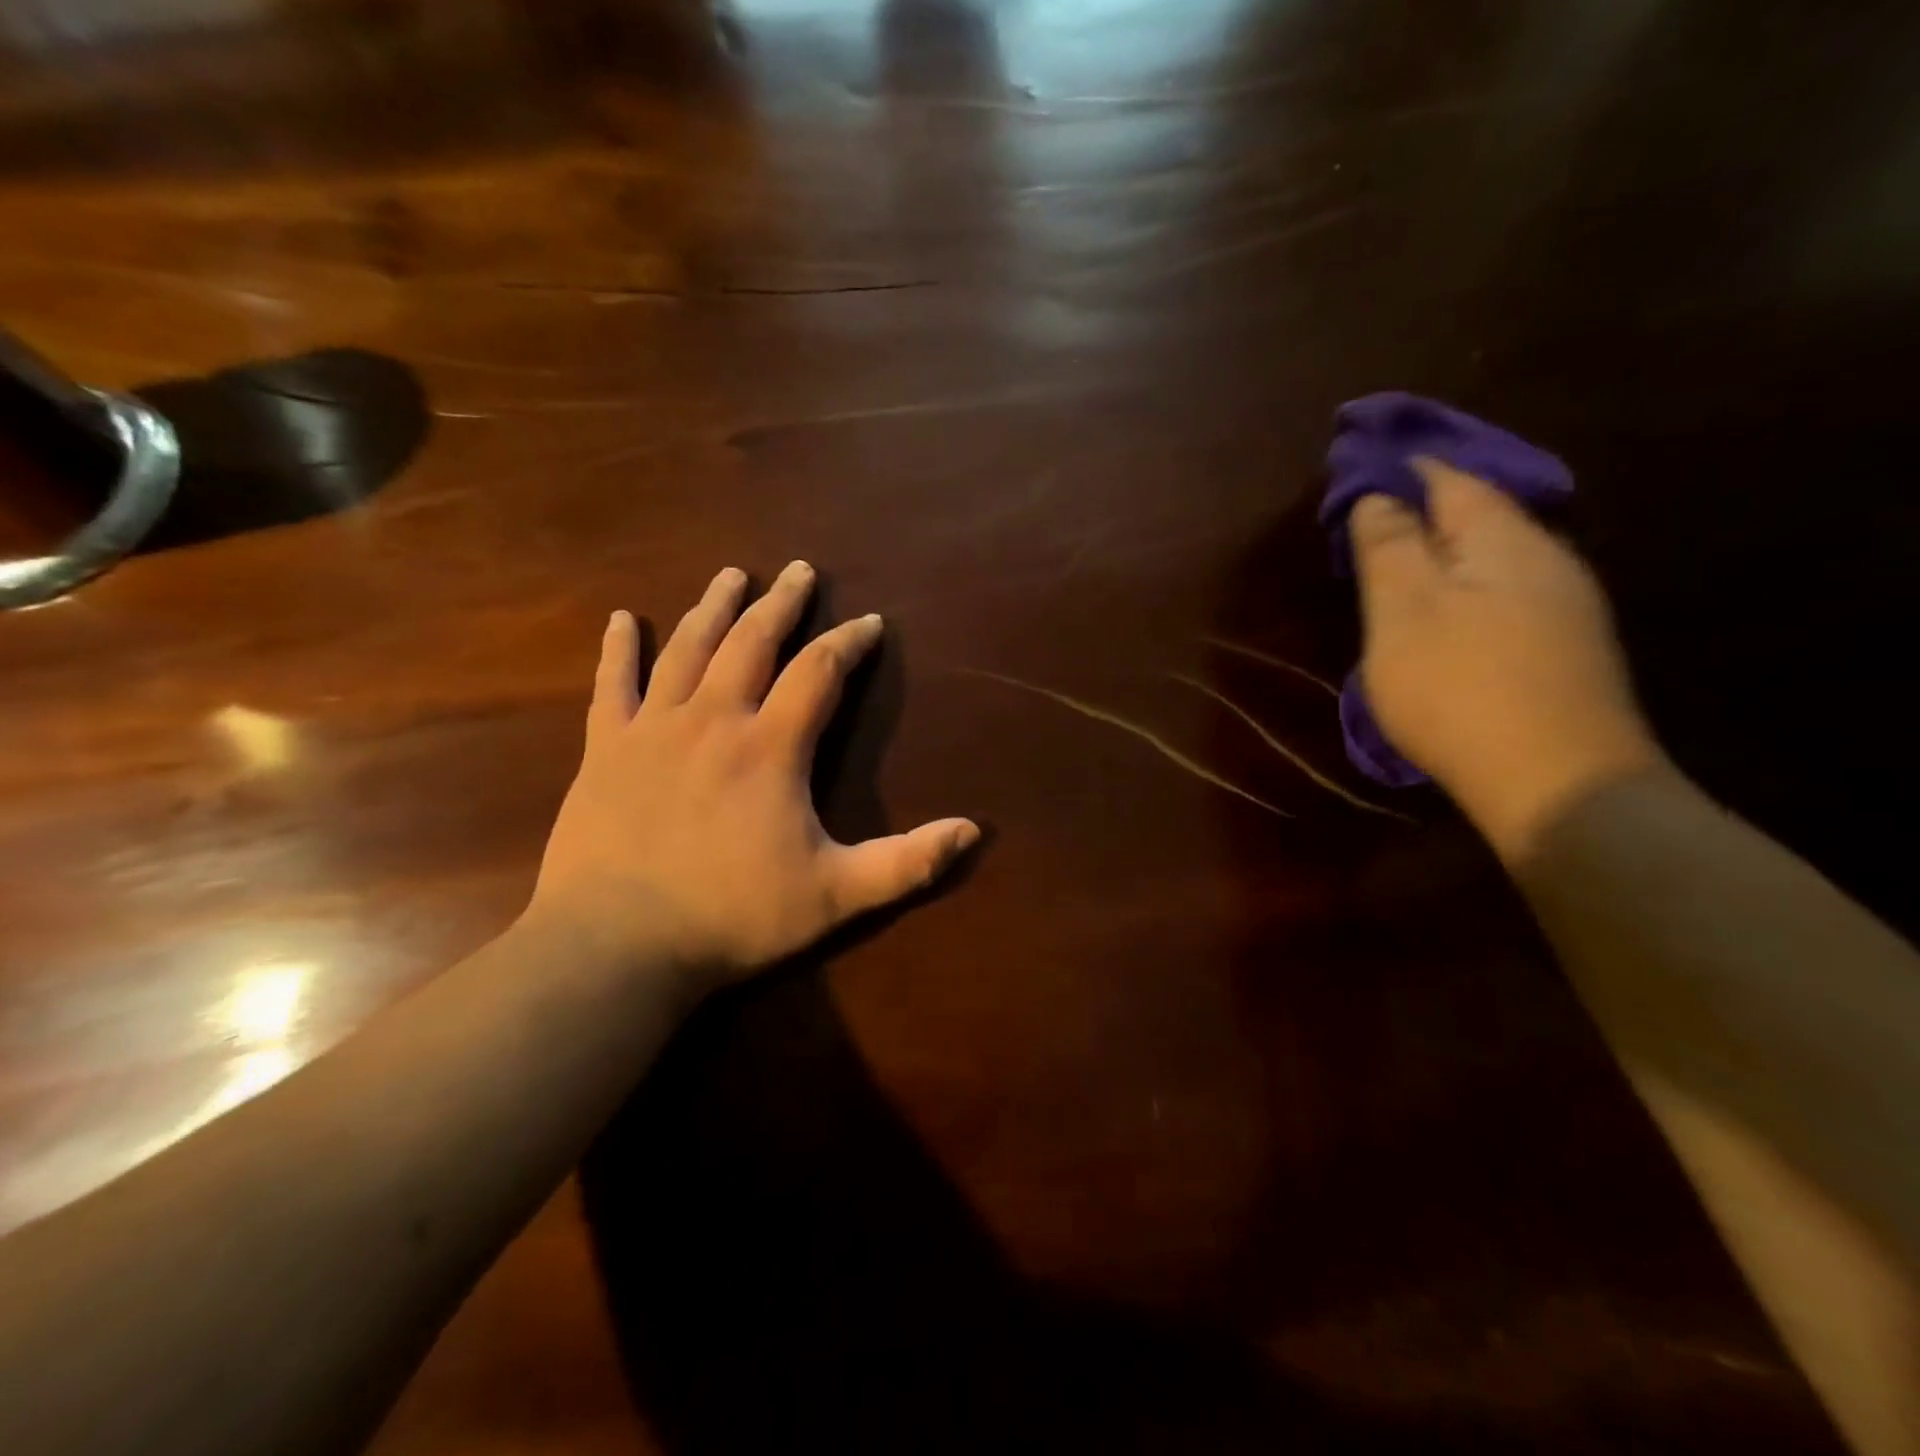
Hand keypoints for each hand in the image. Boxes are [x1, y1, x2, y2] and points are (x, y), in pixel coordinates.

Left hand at [527, 561, 978, 986]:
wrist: (618, 946)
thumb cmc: (733, 918)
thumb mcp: (836, 896)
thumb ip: (907, 862)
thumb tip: (973, 830)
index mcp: (771, 747)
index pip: (820, 672)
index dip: (849, 643)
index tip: (869, 623)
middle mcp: (714, 719)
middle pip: (753, 642)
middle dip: (782, 604)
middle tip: (799, 571)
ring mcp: (653, 729)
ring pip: (689, 650)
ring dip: (715, 608)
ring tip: (732, 575)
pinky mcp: (606, 750)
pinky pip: (613, 685)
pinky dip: (619, 649)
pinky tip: (623, 619)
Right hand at [1351, 460, 1661, 855]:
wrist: (1557, 782)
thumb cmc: (1459, 687)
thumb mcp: (1403, 611)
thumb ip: (1388, 546)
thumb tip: (1378, 494)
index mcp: (1501, 538)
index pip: (1447, 479)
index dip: (1402, 468)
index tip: (1358, 468)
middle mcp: (1545, 558)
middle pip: (1478, 514)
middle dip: (1425, 509)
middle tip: (1370, 520)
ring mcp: (1565, 606)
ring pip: (1495, 557)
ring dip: (1447, 553)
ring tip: (1401, 566)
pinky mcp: (1567, 650)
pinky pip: (1507, 596)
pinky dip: (1468, 590)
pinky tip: (1450, 616)